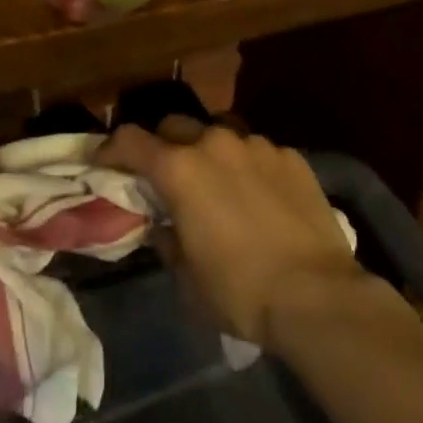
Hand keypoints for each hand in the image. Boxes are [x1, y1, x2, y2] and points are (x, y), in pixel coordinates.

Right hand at [97, 121, 373, 346]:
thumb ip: (167, 239)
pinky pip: (257, 151)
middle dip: (164, 145)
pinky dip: (249, 166)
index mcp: (179, 170)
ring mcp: (256, 145)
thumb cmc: (241, 291)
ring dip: (209, 152)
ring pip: (219, 133)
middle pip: (174, 126)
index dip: (111, 148)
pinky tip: (261, 197)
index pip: (130, 140)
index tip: (104, 160)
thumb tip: (163, 224)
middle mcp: (214, 143)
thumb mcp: (187, 277)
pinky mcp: (290, 156)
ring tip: (219, 183)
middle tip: (167, 175)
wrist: (318, 296)